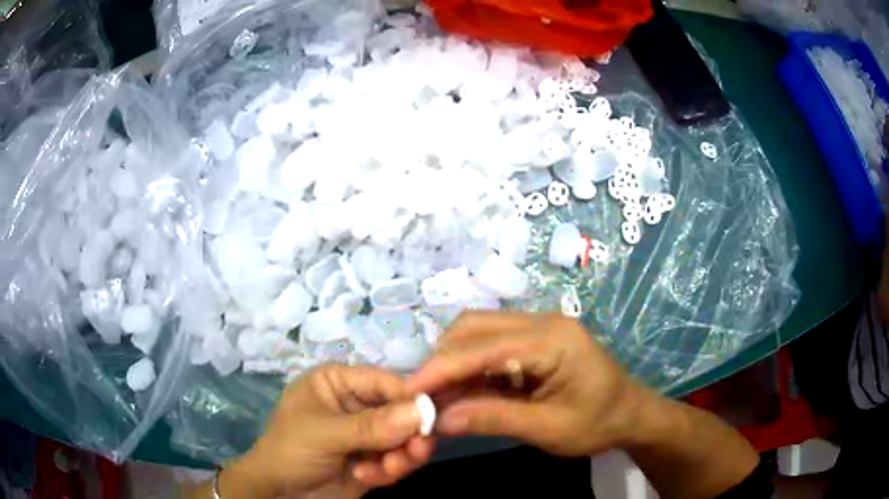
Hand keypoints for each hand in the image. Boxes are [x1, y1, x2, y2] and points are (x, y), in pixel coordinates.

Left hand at [220, 364, 434, 498]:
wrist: (279, 494)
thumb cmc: (290, 450)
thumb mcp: (325, 434)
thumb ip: (373, 425)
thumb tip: (424, 410)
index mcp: (338, 384)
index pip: (384, 381)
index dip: (410, 396)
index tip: (432, 416)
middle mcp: (356, 405)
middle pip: (401, 411)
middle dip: (409, 434)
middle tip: (417, 451)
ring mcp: (366, 435)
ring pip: (404, 438)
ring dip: (402, 456)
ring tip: (390, 470)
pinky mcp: (373, 460)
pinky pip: (398, 460)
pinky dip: (392, 471)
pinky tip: (370, 479)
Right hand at [407, 311, 644, 456]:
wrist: (630, 415)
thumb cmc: (597, 423)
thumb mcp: (548, 428)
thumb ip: (494, 419)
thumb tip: (440, 419)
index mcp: (552, 340)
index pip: (484, 347)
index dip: (442, 368)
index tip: (410, 391)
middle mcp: (543, 322)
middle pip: (476, 326)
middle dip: (443, 359)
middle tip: (423, 394)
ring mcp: (539, 328)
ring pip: (479, 332)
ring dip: (454, 361)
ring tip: (438, 395)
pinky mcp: (535, 341)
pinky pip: (492, 346)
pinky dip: (471, 367)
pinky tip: (461, 390)